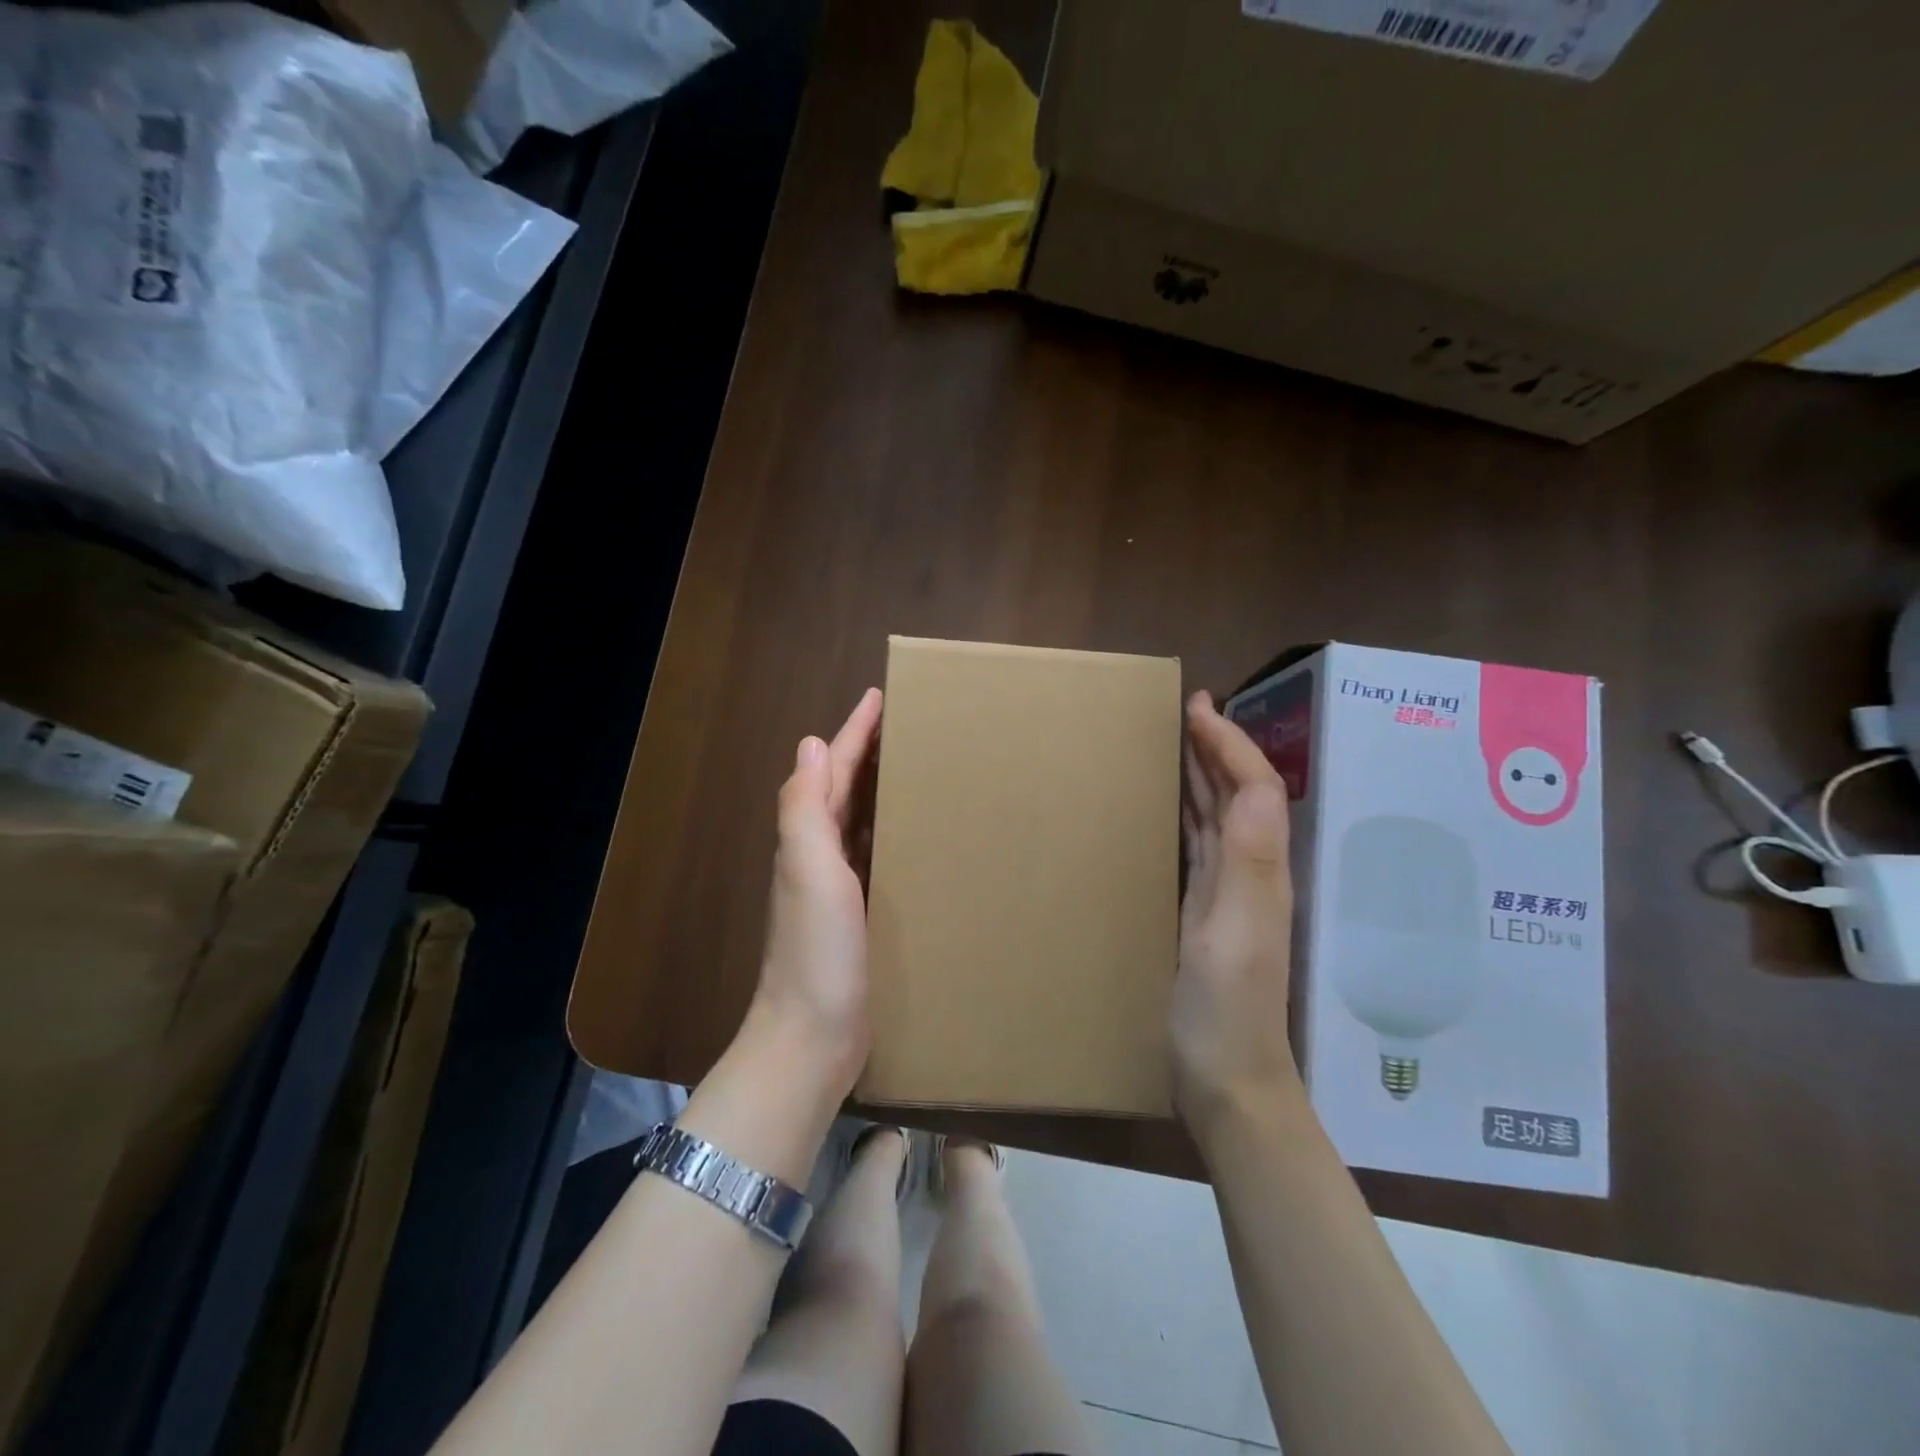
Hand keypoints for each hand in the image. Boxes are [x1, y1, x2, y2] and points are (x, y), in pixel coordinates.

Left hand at [751, 687, 882, 1100]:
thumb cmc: (815, 949)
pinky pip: (876, 856)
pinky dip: (889, 832)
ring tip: (917, 766)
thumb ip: (803, 808)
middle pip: (843, 788)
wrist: (813, 1037)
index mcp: (808, 838)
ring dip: (879, 789)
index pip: (831, 768)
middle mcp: (819, 855)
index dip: (853, 731)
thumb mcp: (808, 870)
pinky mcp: (860, 915)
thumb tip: (809, 744)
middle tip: (908, 725)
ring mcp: (839, 887)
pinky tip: (914, 835)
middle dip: (868, 752)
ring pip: (860, 820)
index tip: (881, 696)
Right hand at [1173, 691, 1299, 1129]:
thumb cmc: (1225, 1010)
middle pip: (1240, 793)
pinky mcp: (1204, 914)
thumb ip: (1248, 862)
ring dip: (1203, 774)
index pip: (1254, 787)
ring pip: (1218, 816)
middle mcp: (1250, 873)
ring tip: (1176, 742)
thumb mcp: (1233, 934)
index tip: (1196, 706)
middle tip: (1185, 710)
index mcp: (1261, 870)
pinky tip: (1170, 808)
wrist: (1226, 1081)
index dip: (1229, 742)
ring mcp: (1228, 895)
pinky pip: (1199, 846)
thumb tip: (1255, 783)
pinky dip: (1187, 814)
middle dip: (1217, 746)